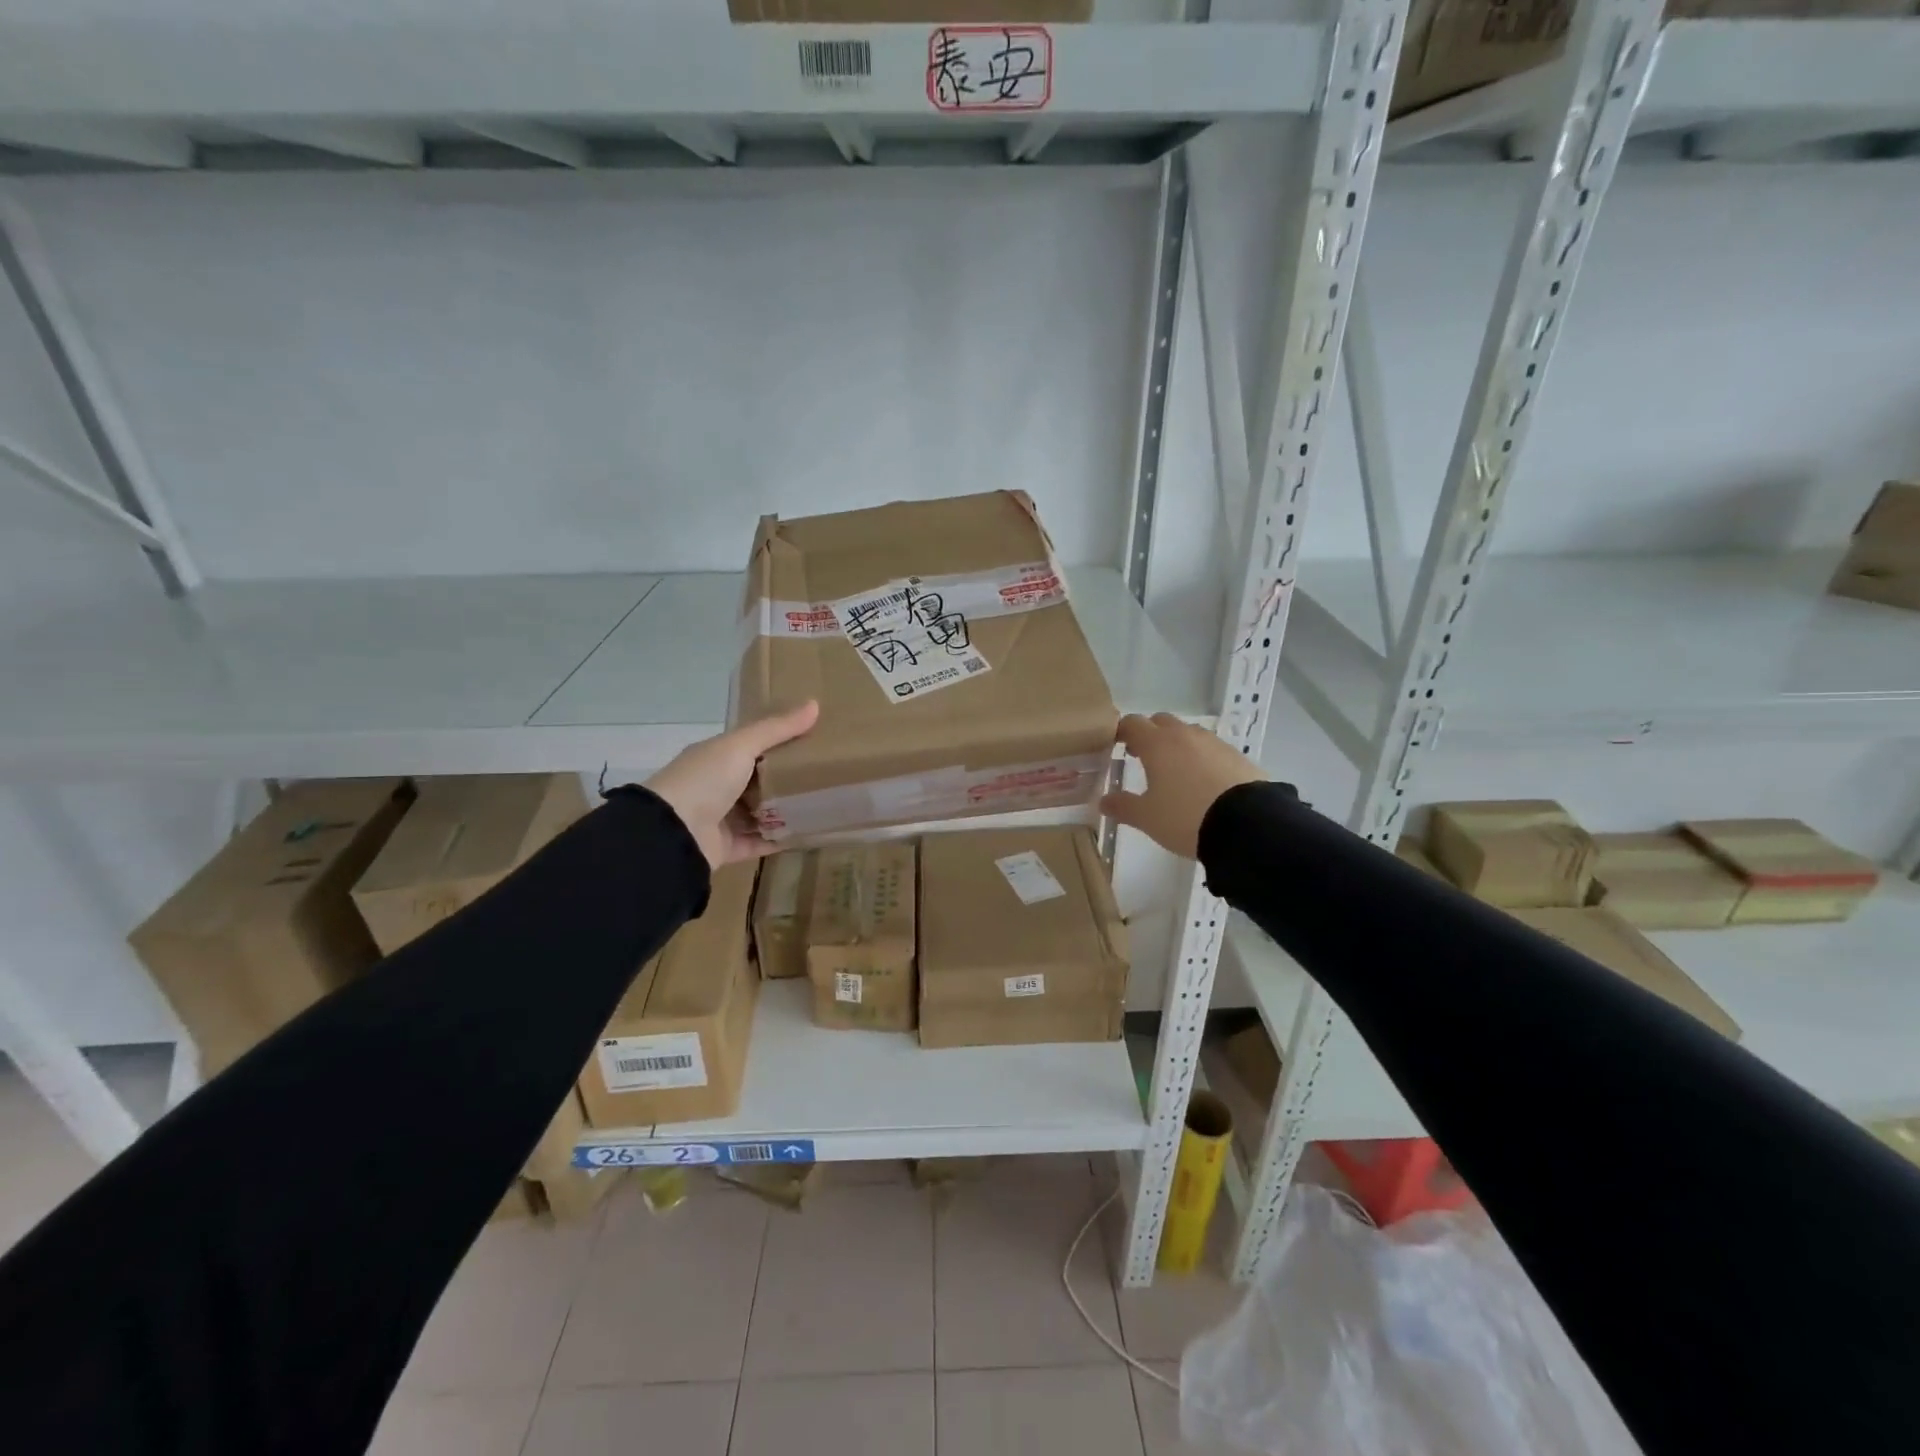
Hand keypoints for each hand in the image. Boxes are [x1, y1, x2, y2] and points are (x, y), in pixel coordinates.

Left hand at [646, 701, 819, 869]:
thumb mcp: (741, 746)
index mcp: (717, 758)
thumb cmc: (705, 780)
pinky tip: (809, 833)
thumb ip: (776, 729)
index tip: (814, 741)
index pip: (752, 747)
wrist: (673, 833)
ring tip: (823, 804)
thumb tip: (815, 704)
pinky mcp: (729, 848)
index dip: (781, 743)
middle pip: (759, 781)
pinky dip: (781, 839)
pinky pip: (761, 842)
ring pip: (761, 812)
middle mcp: (718, 787)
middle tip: (825, 775)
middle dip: (788, 779)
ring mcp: (722, 819)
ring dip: (787, 810)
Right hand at [1100, 712, 1264, 859]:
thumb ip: (1123, 806)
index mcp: (1157, 744)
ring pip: (1188, 733)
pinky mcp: (1237, 756)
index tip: (1115, 745)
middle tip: (1142, 757)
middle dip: (1149, 734)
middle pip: (1161, 722)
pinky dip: (1201, 757)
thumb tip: (1104, 800)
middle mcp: (1184, 735)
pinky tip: (1203, 781)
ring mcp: (1214, 743)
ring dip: (1177, 744)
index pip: (1132, 723)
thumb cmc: (1185, 816)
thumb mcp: (1147, 817)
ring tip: (1174, 771)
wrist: (1247, 825)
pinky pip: (1211, 749)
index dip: (1121, 731)